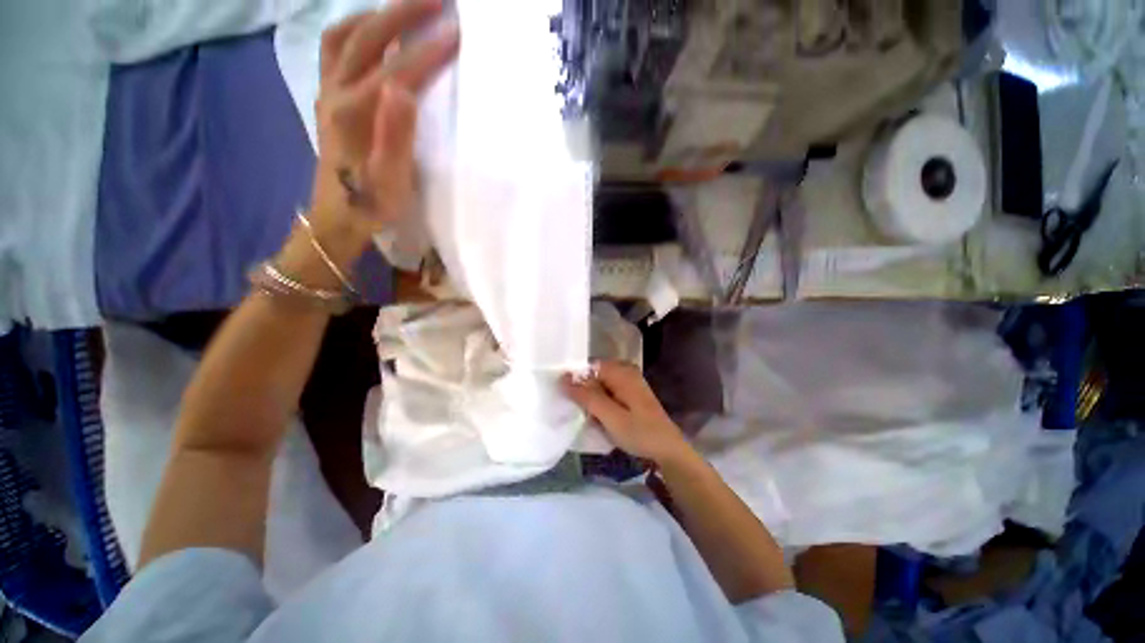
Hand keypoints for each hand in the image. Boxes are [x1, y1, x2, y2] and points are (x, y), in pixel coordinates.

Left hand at [310, 0, 459, 246]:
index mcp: (355, 113)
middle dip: (403, 13)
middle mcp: (335, 92)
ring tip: (405, 8)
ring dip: (376, 15)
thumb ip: (396, 135)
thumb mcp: (392, 180)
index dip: (427, 51)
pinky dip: (356, 30)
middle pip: (367, 37)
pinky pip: (335, 49)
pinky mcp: (327, 98)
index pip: (396, 70)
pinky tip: (374, 33)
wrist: (339, 216)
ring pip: (345, 36)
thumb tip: (404, 89)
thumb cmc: (373, 203)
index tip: (456, 34)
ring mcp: (327, 91)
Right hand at [561, 361, 691, 464]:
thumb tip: (562, 378)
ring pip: (599, 385)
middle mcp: (625, 371)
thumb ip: (586, 396)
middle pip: (594, 375)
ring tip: (589, 418)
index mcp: (621, 371)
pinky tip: (600, 419)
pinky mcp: (630, 393)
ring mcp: (629, 381)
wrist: (668, 450)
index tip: (567, 400)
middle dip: (583, 392)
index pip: (588, 366)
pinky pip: (608, 392)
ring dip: (592, 400)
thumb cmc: (640, 432)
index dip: (575, 381)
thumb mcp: (610, 416)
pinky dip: (601, 403)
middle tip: (580, 413)